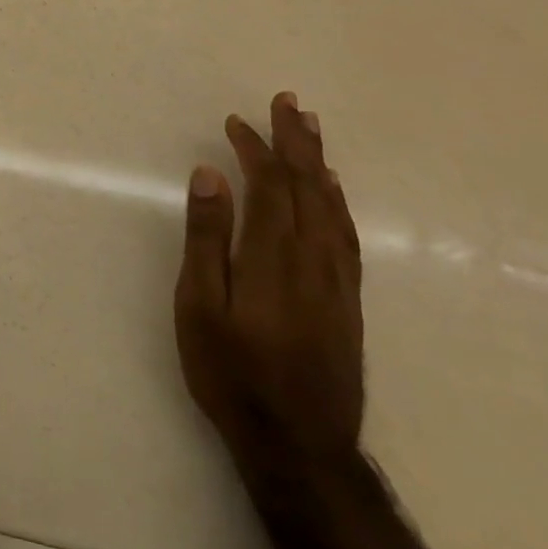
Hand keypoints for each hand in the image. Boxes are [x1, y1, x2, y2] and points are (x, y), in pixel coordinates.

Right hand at [174, 92, 363, 464]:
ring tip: (310, 129)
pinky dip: (338, 200)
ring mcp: (337, 279)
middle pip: (308, 186)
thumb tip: (210, 175)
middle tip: (287, 102)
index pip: (270, 185)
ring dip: (319, 162)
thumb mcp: (199, 307)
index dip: (255, 148)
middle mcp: (313, 257)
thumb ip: (206, 238)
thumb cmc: (232, 373)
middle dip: (295, 141)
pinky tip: (332, 190)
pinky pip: (347, 233)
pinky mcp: (348, 299)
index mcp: (273, 255)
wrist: (300, 446)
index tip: (236, 122)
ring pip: (332, 205)